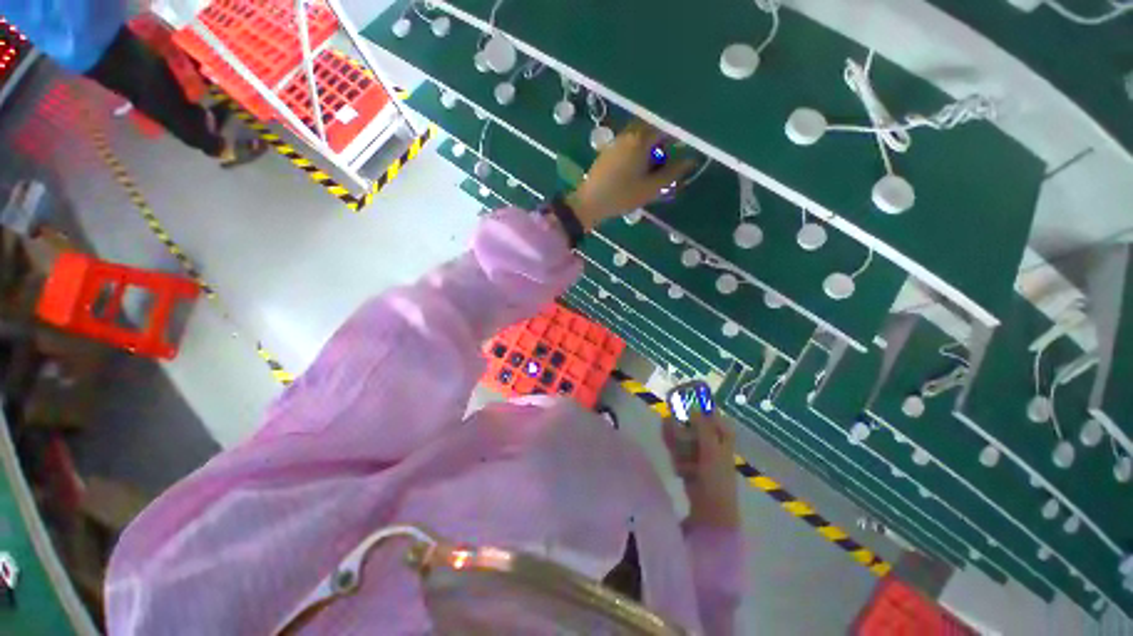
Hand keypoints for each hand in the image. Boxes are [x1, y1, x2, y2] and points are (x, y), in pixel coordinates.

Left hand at [567, 120, 694, 229]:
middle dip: (662, 146)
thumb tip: (691, 160)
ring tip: (651, 173)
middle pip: (652, 132)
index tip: (683, 151)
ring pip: (640, 139)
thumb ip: (672, 173)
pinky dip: (637, 155)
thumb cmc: (622, 196)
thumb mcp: (650, 188)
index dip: (677, 139)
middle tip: (665, 166)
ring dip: (649, 151)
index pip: (666, 129)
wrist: (589, 203)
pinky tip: (636, 173)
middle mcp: (628, 135)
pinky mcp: (608, 152)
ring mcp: (616, 142)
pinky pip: (629, 146)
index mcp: (640, 140)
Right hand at [663, 412, 739, 528]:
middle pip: (692, 422)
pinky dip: (673, 449)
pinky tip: (672, 458)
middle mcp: (711, 440)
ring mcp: (699, 451)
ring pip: (683, 434)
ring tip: (671, 443)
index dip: (696, 404)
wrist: (711, 511)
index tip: (680, 399)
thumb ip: (703, 427)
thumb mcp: (712, 450)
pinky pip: (677, 448)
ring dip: (675, 437)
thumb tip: (694, 405)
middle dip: (680, 422)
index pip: (710, 412)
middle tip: (669, 419)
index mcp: (722, 434)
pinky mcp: (689, 460)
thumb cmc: (717, 479)